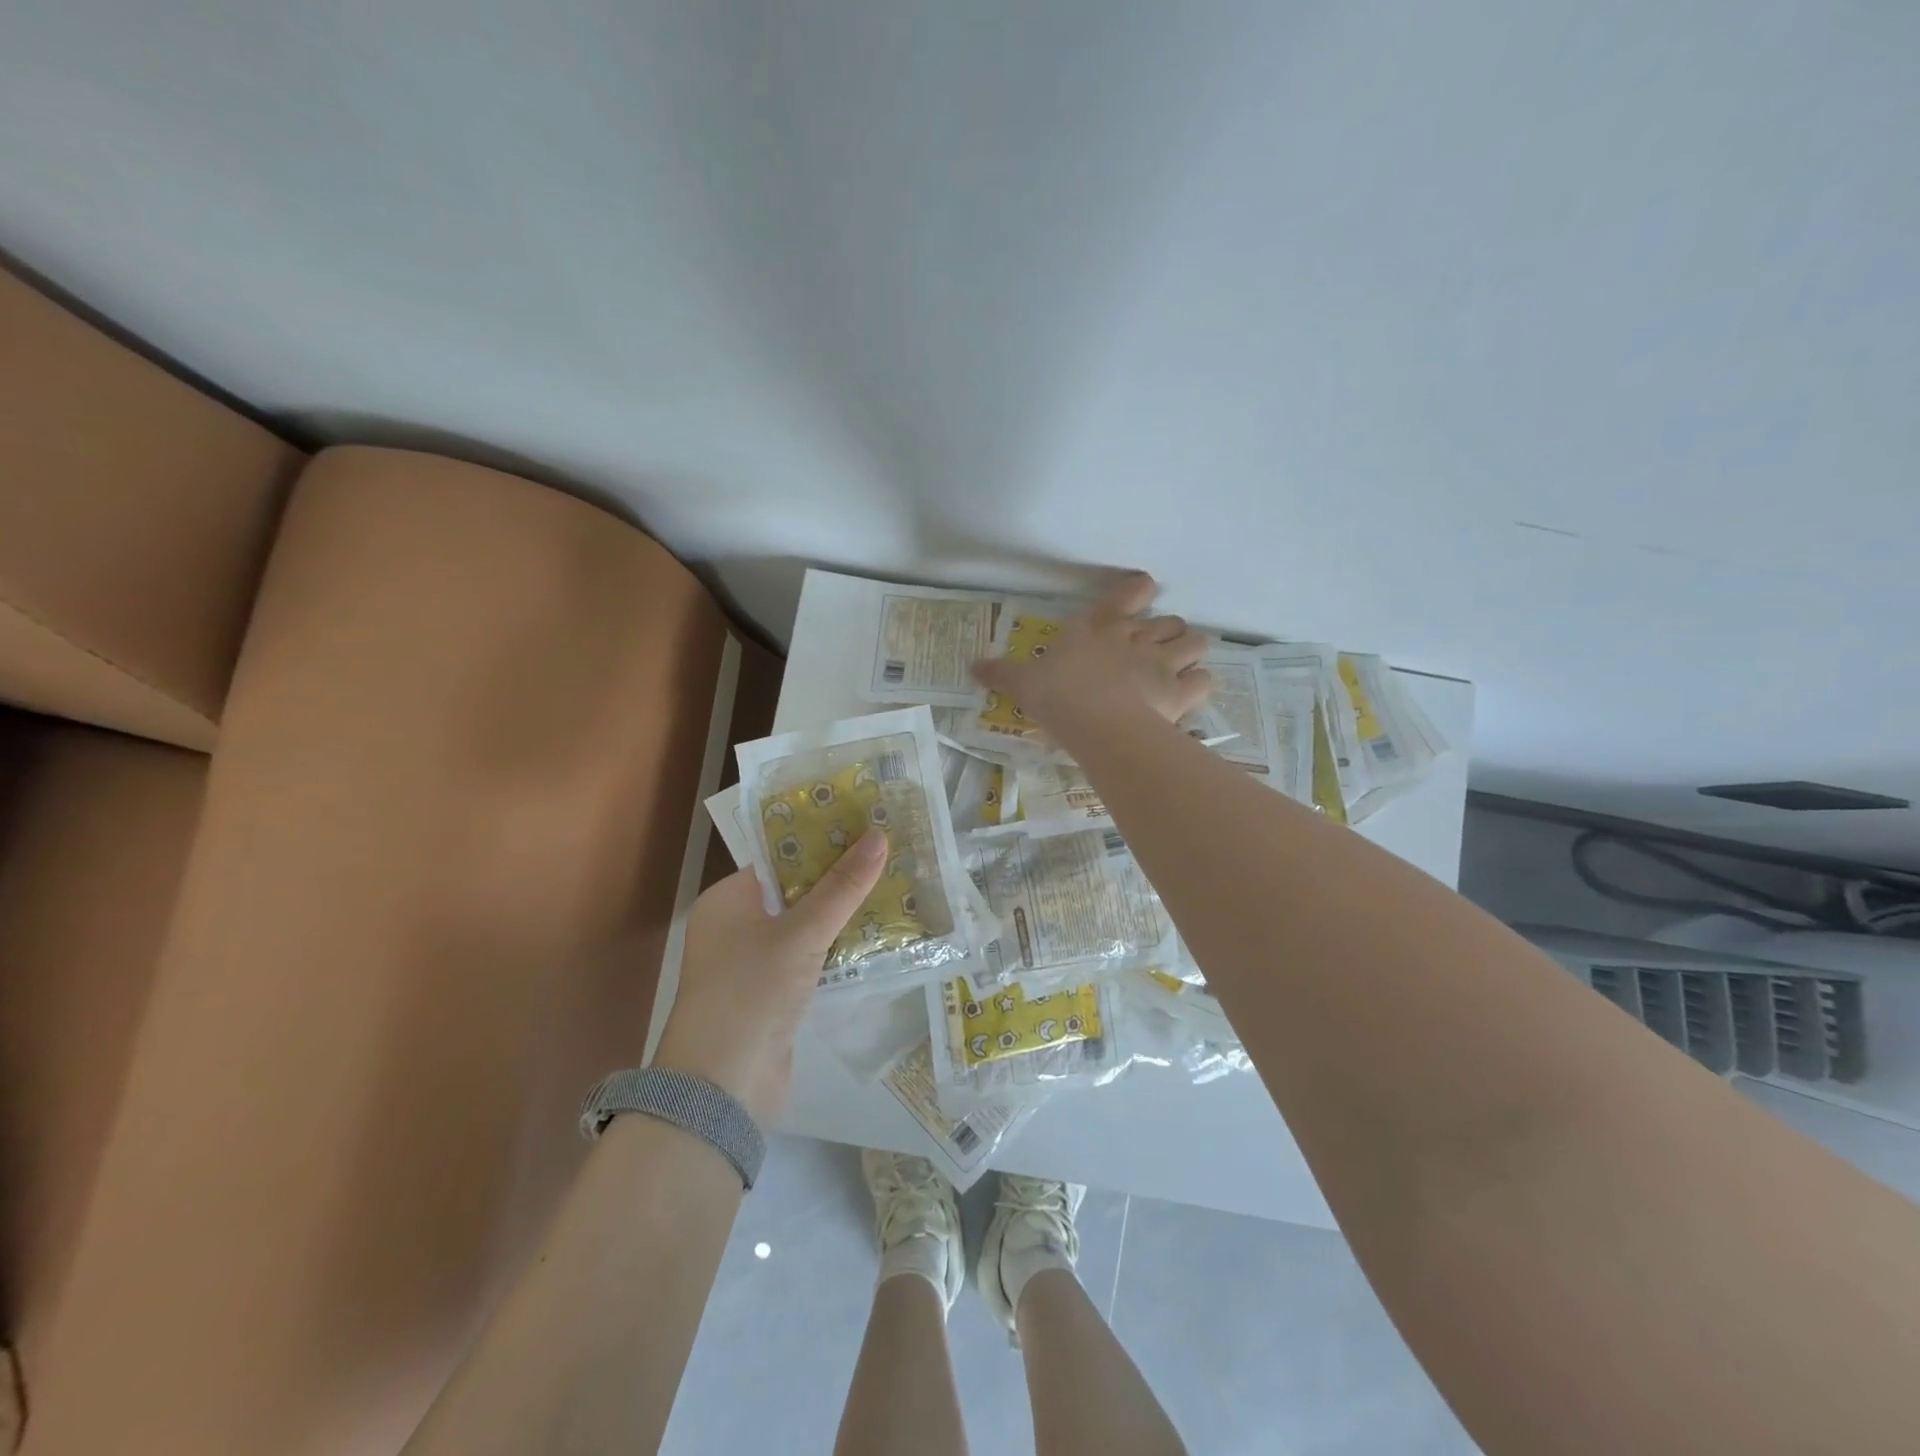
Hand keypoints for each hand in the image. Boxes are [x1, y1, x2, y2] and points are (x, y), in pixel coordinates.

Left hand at [652, 829, 887, 1124]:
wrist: (722, 1089)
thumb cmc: (752, 992)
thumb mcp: (801, 933)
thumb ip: (842, 887)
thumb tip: (879, 835)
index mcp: (729, 900)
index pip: (780, 858)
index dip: (822, 841)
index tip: (865, 828)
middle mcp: (737, 927)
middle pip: (797, 892)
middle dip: (841, 880)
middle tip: (890, 857)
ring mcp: (754, 964)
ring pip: (807, 928)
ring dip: (845, 917)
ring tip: (897, 890)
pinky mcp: (773, 996)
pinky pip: (812, 961)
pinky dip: (839, 952)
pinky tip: (881, 940)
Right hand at [973, 572, 1211, 735]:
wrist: (1095, 724)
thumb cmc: (1058, 695)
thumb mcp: (1023, 682)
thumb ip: (1001, 673)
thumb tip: (971, 666)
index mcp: (1100, 627)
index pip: (1130, 593)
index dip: (1140, 592)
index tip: (1143, 595)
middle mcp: (1137, 638)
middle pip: (1170, 621)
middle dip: (1167, 632)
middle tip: (1154, 650)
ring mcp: (1163, 663)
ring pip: (1195, 642)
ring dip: (1190, 652)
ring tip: (1180, 667)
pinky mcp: (1181, 692)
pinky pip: (1204, 680)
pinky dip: (1199, 685)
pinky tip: (1188, 694)